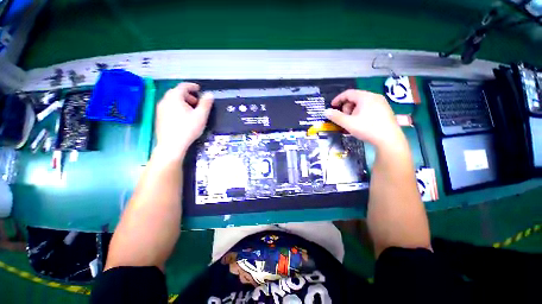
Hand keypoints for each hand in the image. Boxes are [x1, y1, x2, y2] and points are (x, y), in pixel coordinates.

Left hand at [154, 82, 212, 158]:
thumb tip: (209, 94)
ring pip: (172, 100)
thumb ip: (206, 104)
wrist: (171, 145)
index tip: (199, 89)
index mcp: (175, 97)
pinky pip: (169, 107)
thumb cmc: (188, 129)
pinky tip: (183, 118)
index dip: (192, 86)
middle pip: (177, 93)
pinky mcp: (159, 117)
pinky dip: (177, 108)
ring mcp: (160, 109)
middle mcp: (165, 100)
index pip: (183, 86)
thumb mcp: (201, 116)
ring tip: (192, 111)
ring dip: (183, 102)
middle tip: (197, 103)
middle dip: (188, 95)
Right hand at [324, 90, 404, 148]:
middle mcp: (374, 97)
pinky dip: (361, 112)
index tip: (332, 106)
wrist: (389, 139)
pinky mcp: (385, 110)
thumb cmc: (367, 128)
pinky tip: (362, 122)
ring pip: (362, 103)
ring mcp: (381, 103)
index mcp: (365, 97)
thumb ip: (336, 117)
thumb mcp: (348, 123)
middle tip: (344, 117)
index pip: (348, 93)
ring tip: (353, 121)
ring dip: (353, 110)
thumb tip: (326, 111)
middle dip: (346, 107)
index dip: (338, 99)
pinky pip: (369, 107)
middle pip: (355, 98)